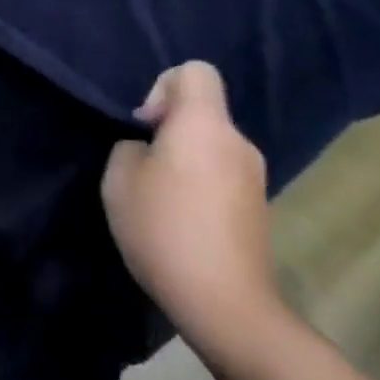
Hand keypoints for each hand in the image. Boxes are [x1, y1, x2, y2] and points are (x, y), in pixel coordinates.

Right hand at [101, 62, 280, 354]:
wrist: (227, 308)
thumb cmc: (166, 230)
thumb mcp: (120, 178)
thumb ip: (130, 146)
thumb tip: (149, 149)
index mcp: (205, 123)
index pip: (195, 70)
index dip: (164, 85)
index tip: (146, 125)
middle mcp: (236, 141)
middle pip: (203, 110)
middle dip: (170, 128)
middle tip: (144, 166)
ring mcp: (255, 177)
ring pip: (211, 145)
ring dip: (186, 160)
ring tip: (160, 200)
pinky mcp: (259, 210)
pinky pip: (223, 176)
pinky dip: (202, 186)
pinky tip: (183, 223)